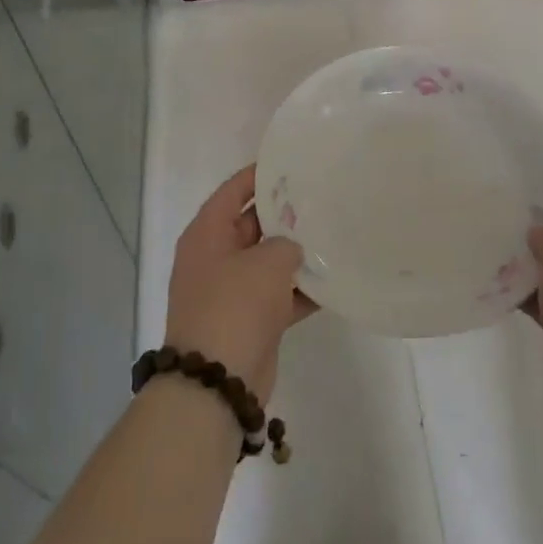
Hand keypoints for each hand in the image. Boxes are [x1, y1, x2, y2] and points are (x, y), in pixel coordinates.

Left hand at [163, 166, 315, 401]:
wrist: (217, 381)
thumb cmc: (235, 307)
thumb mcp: (265, 262)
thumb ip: (286, 243)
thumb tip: (292, 249)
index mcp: (207, 235)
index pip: (233, 191)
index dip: (259, 175)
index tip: (291, 162)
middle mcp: (216, 258)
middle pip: (253, 224)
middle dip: (285, 213)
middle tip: (322, 196)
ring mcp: (232, 290)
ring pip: (269, 260)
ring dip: (297, 252)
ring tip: (334, 233)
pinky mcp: (251, 320)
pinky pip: (280, 294)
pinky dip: (302, 289)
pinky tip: (335, 279)